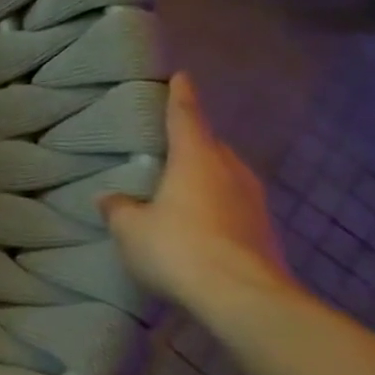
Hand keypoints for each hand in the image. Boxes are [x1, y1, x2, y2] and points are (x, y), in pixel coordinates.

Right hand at [99, 72, 294, 311]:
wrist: (244, 298)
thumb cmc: (178, 248)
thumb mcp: (131, 228)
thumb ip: (119, 208)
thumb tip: (110, 196)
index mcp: (196, 159)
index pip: (186, 117)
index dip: (180, 97)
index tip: (181, 76)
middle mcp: (230, 172)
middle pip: (211, 146)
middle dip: (193, 141)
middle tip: (170, 141)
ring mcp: (253, 203)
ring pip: (225, 176)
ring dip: (205, 175)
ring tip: (180, 182)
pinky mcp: (263, 232)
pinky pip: (232, 204)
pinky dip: (214, 204)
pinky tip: (197, 219)